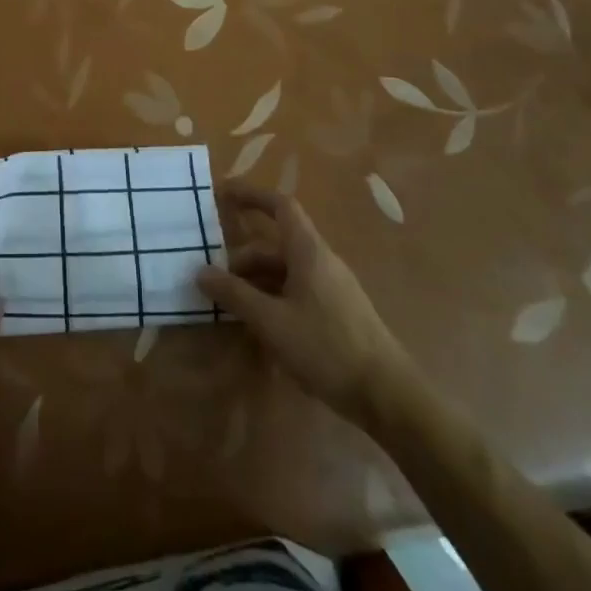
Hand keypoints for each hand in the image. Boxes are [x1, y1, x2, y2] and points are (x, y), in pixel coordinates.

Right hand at [198, 183, 412, 421]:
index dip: (251, 195)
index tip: (222, 194)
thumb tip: (201, 271)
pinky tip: (260, 326)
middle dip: (243, 257)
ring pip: (285, 271)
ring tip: (231, 307)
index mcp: (308, 251)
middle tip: (214, 279)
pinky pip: (296, 291)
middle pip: (276, 244)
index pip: (280, 206)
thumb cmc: (327, 348)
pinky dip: (273, 298)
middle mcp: (321, 261)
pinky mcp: (337, 312)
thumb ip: (235, 295)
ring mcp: (331, 287)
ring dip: (256, 281)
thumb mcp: (272, 322)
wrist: (388, 396)